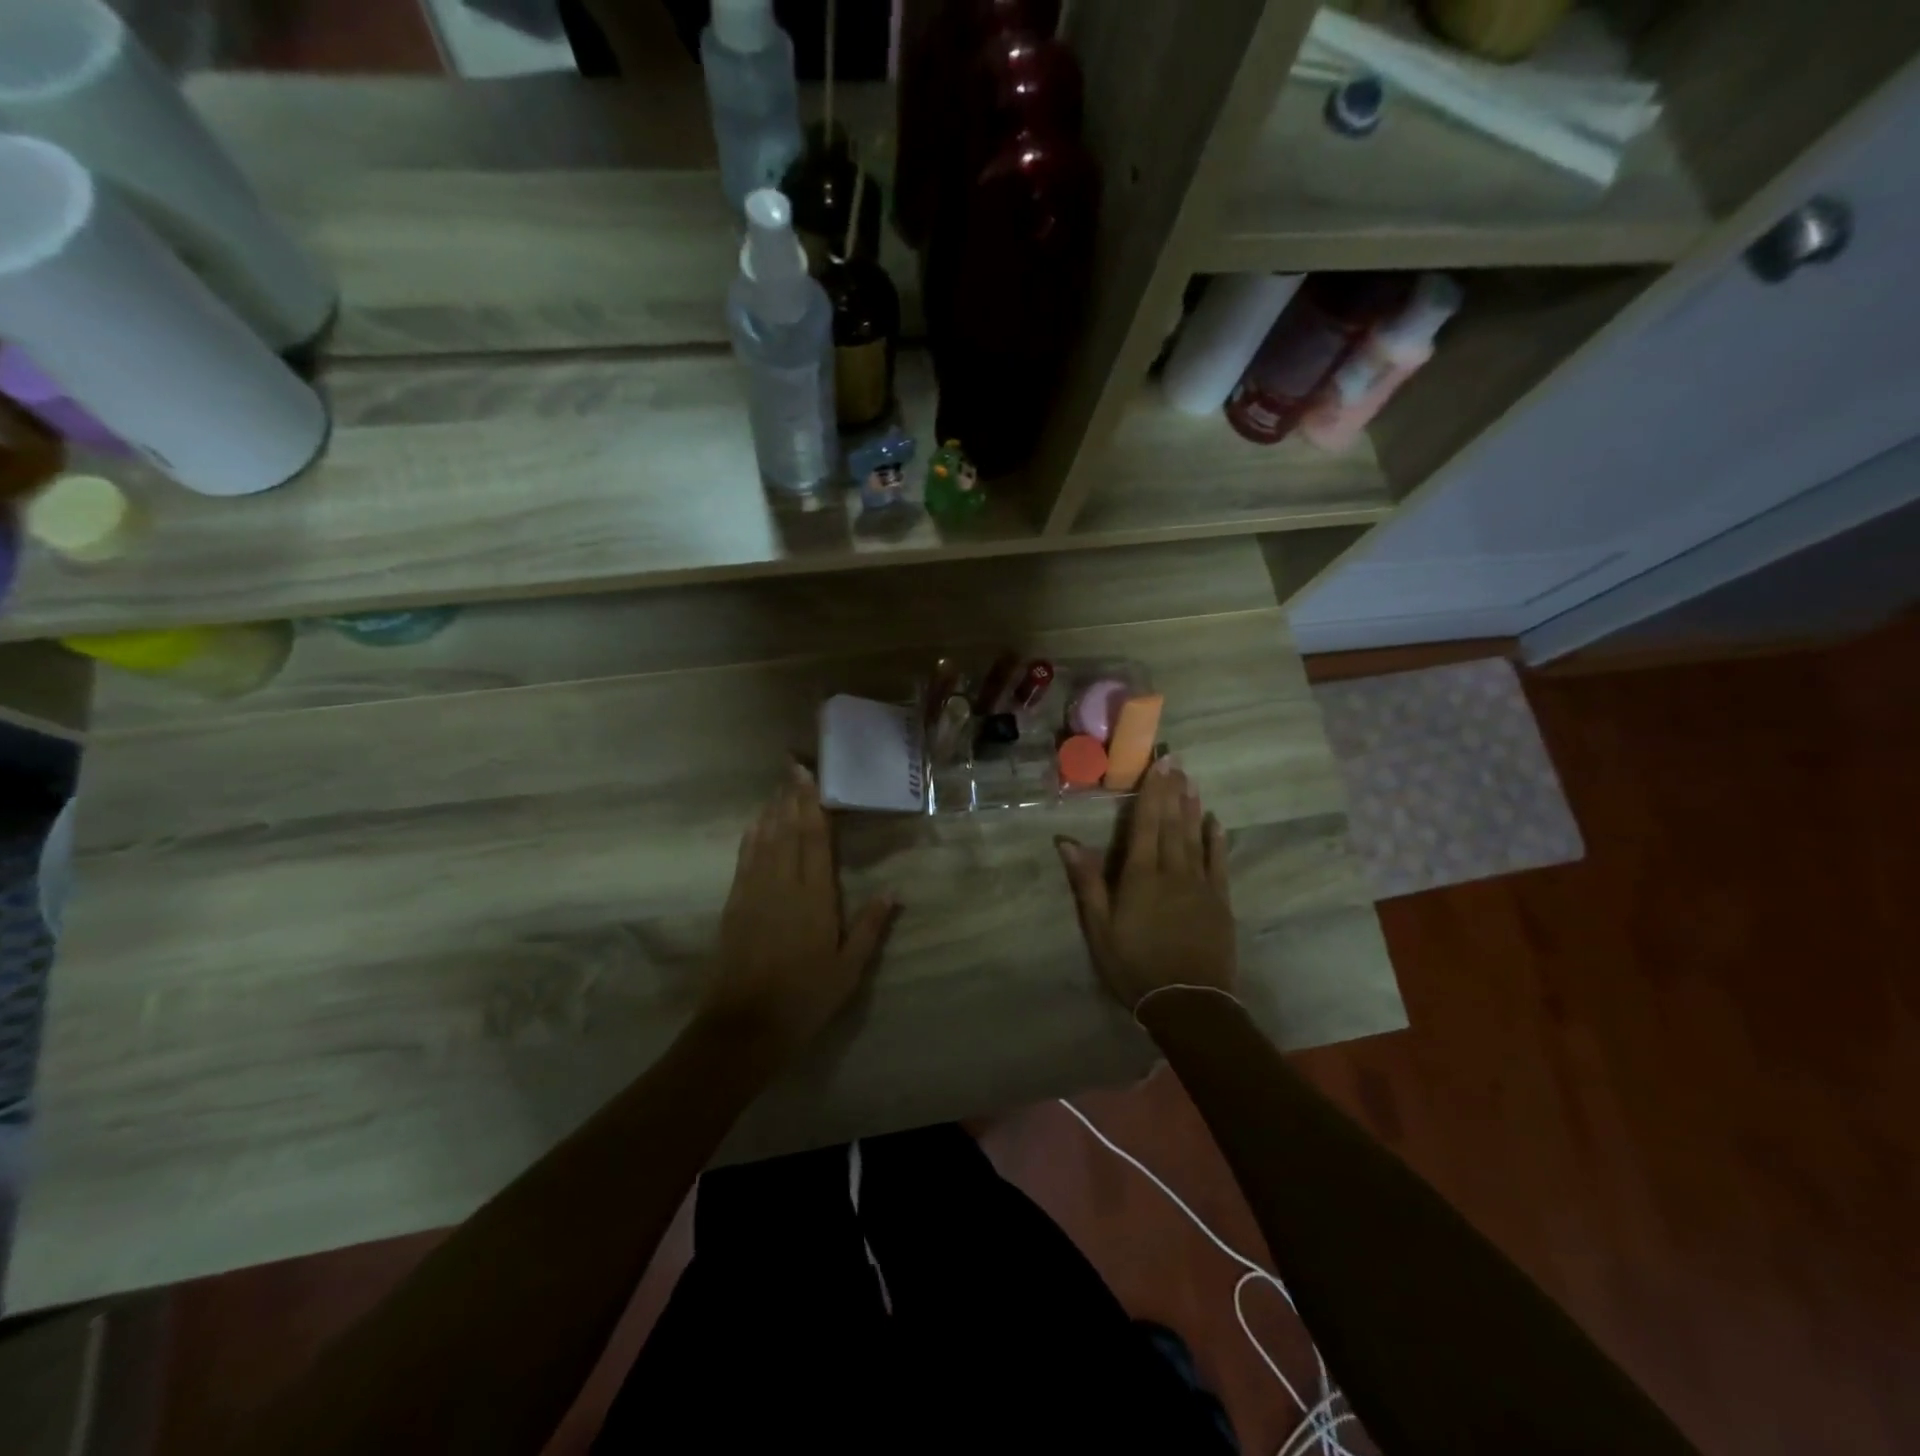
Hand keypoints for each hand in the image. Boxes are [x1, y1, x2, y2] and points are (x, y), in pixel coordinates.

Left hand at [704, 763, 897, 1053]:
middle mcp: (783, 885)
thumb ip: (870, 926)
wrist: (745, 1026)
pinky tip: (754, 824)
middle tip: (792, 765)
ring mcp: (754, 892)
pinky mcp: (735, 904)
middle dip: (791, 796)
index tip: (811, 776)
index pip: (814, 839)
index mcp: (814, 897)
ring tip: (778, 785)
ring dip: (771, 810)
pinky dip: (751, 837)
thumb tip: (894, 890)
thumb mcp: (848, 969)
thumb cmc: (805, 998)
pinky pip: (745, 859)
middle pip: (787, 830)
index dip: (813, 805)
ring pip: (764, 839)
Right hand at [1056, 758, 1236, 1010]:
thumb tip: (1067, 842)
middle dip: (1173, 790)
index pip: (1146, 824)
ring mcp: (1200, 884)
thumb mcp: (1100, 928)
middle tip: (1177, 760)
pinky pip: (1218, 862)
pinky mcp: (1219, 901)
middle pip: (1172, 823)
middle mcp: (1172, 870)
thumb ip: (1087, 882)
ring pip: (1195, 836)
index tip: (1157, 765)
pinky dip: (1216, 839)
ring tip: (1192, 780)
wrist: (1188, 1002)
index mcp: (1140, 875)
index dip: (1151, 792)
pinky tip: (1215, 821)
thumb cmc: (1134, 965)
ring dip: (1193, 806)